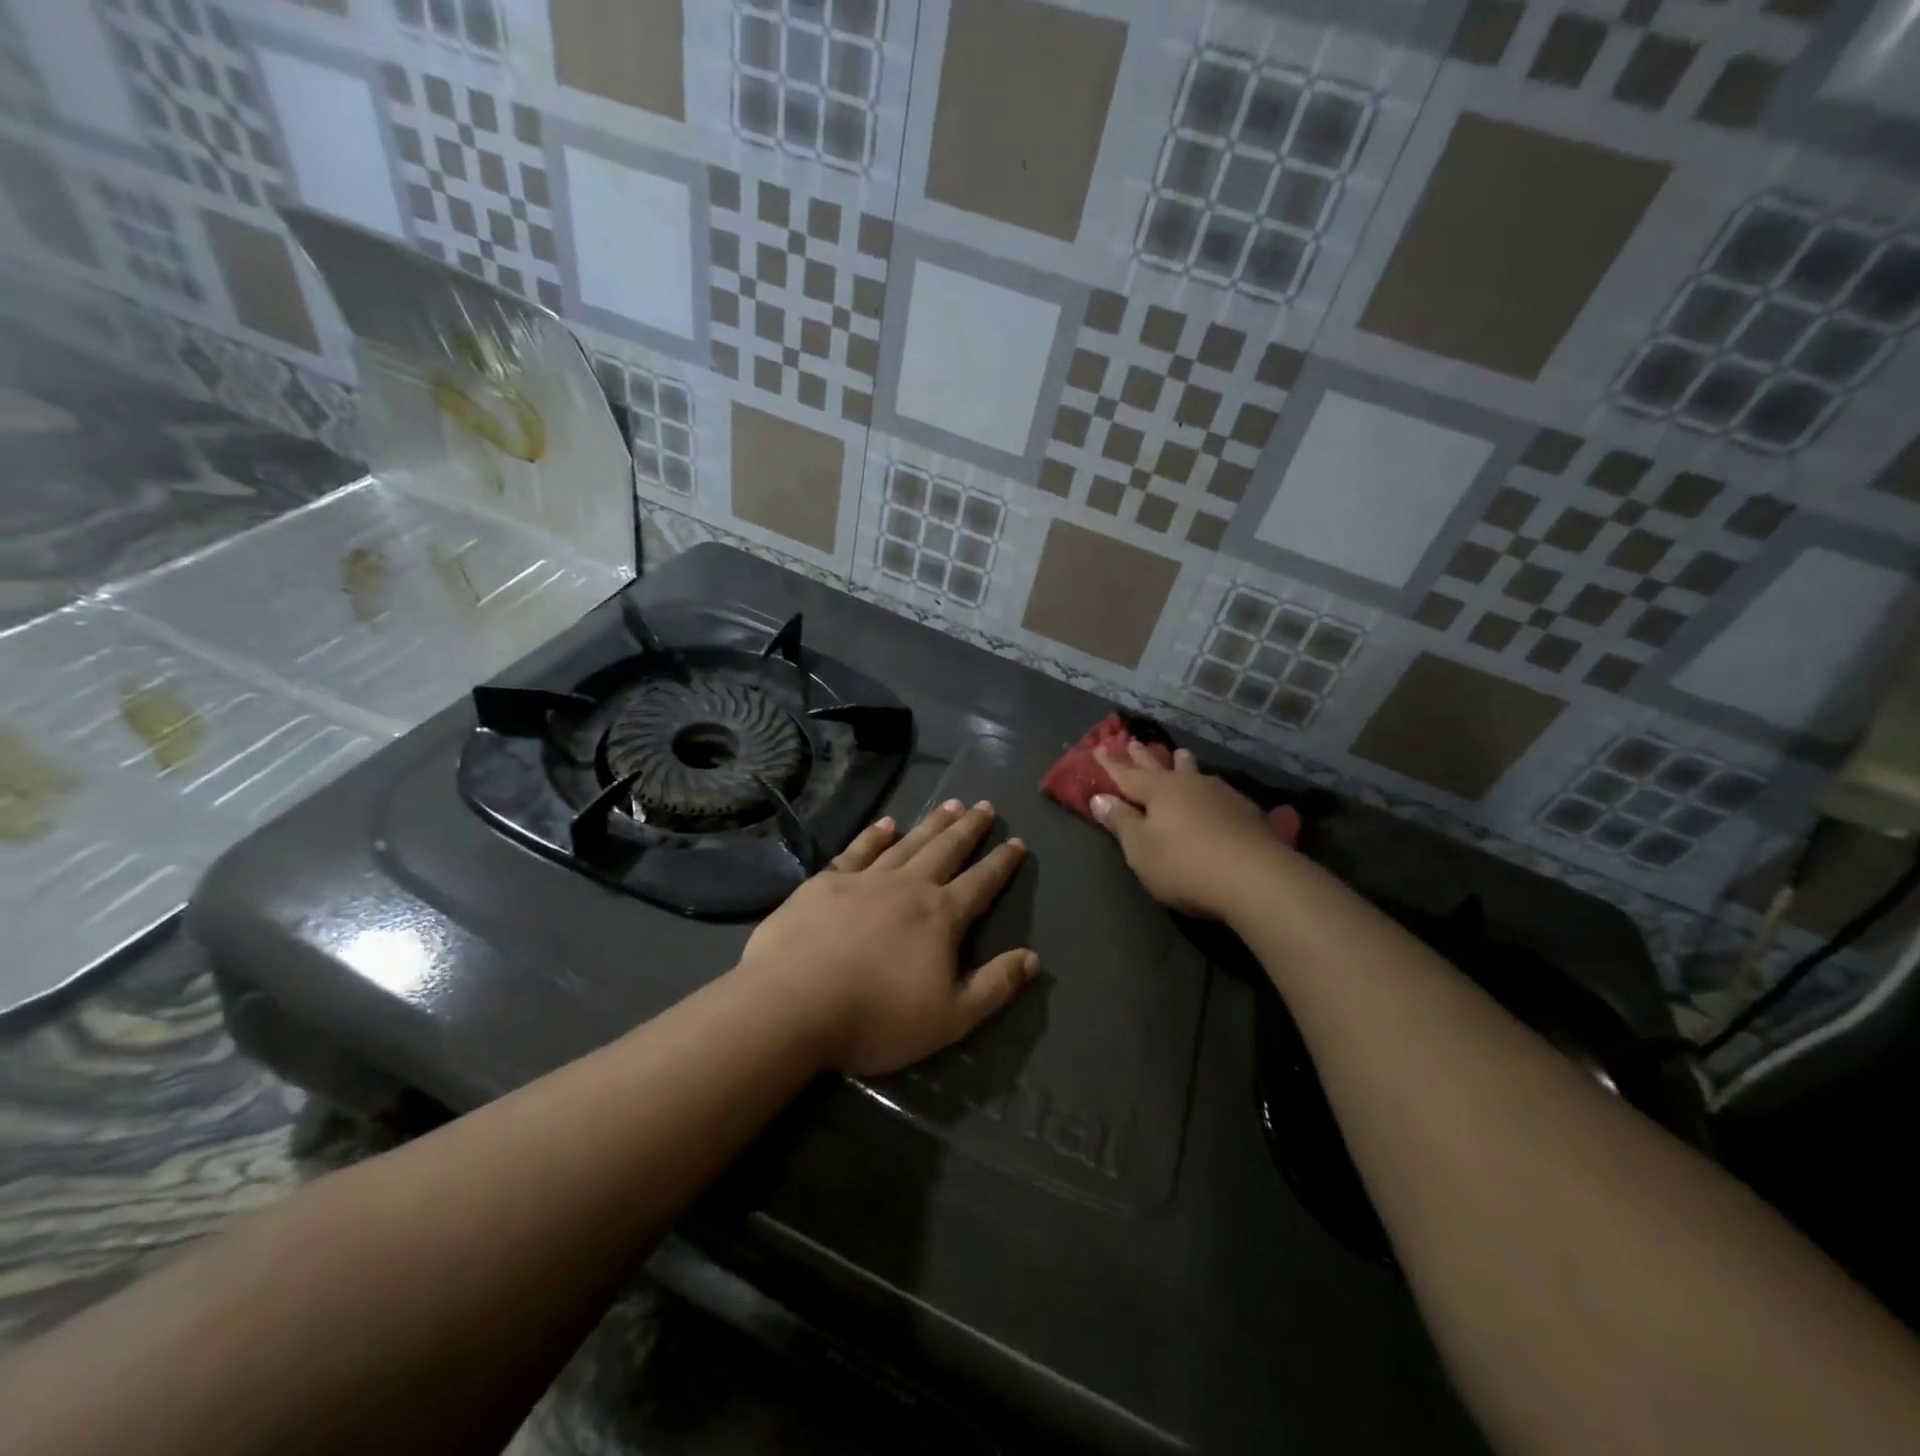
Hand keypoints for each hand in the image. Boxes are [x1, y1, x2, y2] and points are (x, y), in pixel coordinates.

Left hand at [736, 800, 1038, 1076]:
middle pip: (947, 850)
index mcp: (940, 916)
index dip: (1002, 863)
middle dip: (969, 829)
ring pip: (908, 842)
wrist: (793, 1004)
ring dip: (932, 823)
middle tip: (985, 806)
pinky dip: (875, 834)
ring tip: (951, 804)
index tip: (1017, 842)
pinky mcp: (826, 882)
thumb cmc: (877, 1017)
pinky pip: (859, 849)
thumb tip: (1032, 958)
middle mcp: (908, 886)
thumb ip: (994, 986)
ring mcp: (865, 879)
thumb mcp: (950, 1018)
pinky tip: (886, 823)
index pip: (981, 883)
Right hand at [1091, 742, 1287, 920]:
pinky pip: (1219, 794)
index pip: (1127, 774)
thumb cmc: (1184, 864)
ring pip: (1196, 775)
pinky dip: (1209, 790)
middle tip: (1135, 742)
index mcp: (1159, 791)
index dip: (1111, 764)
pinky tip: (1216, 793)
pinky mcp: (1247, 815)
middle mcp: (1190, 785)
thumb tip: (1100, 798)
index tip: (1099, 748)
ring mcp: (1222, 797)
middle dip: (1145, 758)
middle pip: (1162, 768)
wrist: (1256, 879)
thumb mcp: (1141, 848)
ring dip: (1184, 765)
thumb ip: (1121, 822)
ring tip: (1181, 754)